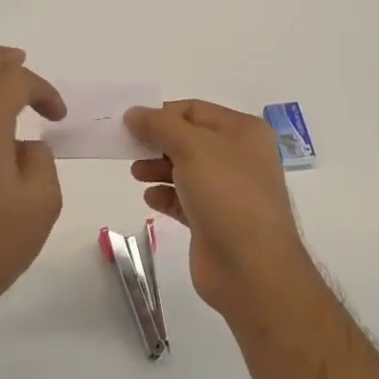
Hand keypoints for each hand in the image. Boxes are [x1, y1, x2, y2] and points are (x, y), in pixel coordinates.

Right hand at [124, 100, 313, 318]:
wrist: (251, 267)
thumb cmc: (226, 194)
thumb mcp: (192, 148)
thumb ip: (160, 126)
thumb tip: (133, 113)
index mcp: (243, 132)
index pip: (195, 110)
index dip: (162, 114)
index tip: (130, 124)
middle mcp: (239, 157)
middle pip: (189, 139)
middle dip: (158, 142)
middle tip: (127, 149)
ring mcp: (228, 191)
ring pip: (186, 170)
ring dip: (158, 168)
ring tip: (136, 174)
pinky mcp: (215, 221)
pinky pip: (185, 199)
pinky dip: (166, 195)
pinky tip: (150, 199)